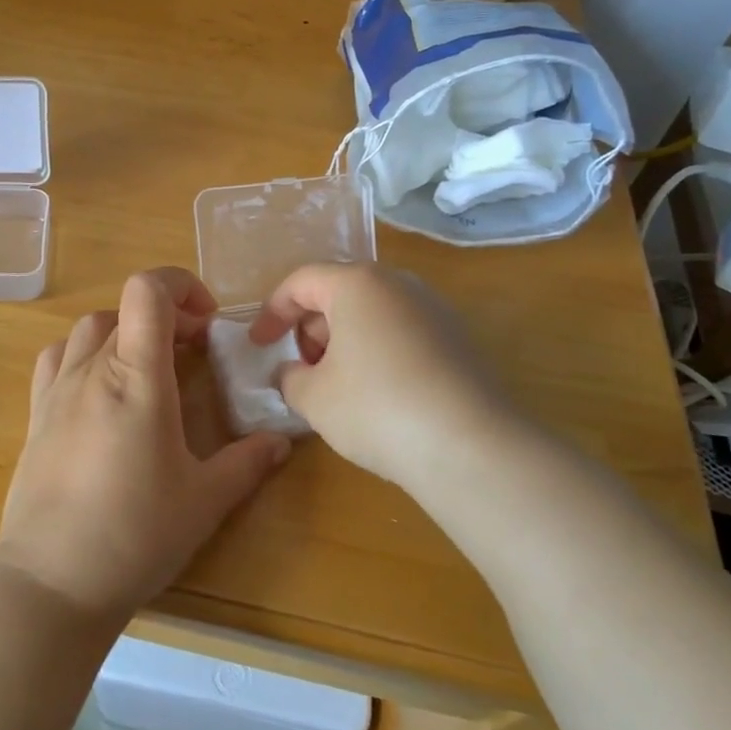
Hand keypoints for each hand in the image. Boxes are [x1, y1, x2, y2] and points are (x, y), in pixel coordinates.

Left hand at [0, 268, 293, 622]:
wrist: (52, 581)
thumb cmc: (134, 535)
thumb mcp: (204, 501)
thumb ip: (246, 463)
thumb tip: (281, 441)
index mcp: (136, 377)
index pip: (147, 291)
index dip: (180, 285)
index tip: (207, 321)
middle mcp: (92, 370)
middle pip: (126, 309)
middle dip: (167, 317)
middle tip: (194, 352)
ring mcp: (57, 390)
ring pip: (90, 327)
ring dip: (125, 331)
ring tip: (148, 365)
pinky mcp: (36, 414)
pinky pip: (58, 358)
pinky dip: (85, 352)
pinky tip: (101, 387)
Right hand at [249, 263, 516, 495]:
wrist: (471, 447)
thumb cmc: (377, 409)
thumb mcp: (314, 398)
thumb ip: (290, 377)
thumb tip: (293, 373)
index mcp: (357, 284)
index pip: (301, 282)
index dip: (272, 312)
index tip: (259, 345)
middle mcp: (398, 284)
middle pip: (339, 293)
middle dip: (311, 328)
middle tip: (303, 370)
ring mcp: (434, 309)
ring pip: (373, 313)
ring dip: (345, 341)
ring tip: (339, 386)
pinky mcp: (458, 339)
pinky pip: (402, 332)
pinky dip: (378, 351)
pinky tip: (379, 395)